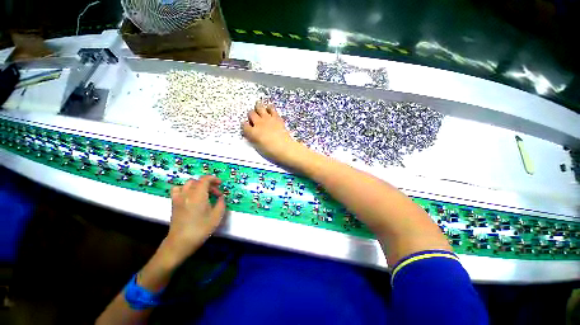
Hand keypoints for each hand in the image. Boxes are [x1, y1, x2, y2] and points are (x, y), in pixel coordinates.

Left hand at [165, 176, 225, 261]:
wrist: (180, 242)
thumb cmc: (200, 229)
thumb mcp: (216, 216)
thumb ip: (221, 203)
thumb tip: (221, 197)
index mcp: (198, 195)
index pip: (205, 179)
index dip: (213, 179)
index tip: (220, 184)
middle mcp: (187, 194)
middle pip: (198, 181)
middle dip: (209, 184)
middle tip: (216, 193)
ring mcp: (178, 198)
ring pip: (188, 184)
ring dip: (198, 185)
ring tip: (203, 193)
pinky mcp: (174, 203)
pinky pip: (177, 190)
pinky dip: (184, 189)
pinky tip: (189, 196)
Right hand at [243, 101, 306, 166]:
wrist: (284, 148)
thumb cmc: (271, 151)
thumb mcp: (258, 147)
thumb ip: (253, 139)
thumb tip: (251, 135)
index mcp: (252, 132)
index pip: (244, 125)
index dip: (245, 126)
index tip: (248, 128)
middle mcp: (258, 123)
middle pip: (251, 114)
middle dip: (251, 116)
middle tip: (254, 119)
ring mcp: (267, 119)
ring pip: (259, 107)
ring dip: (258, 107)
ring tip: (259, 109)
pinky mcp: (276, 117)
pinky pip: (271, 108)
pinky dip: (269, 108)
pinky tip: (270, 110)